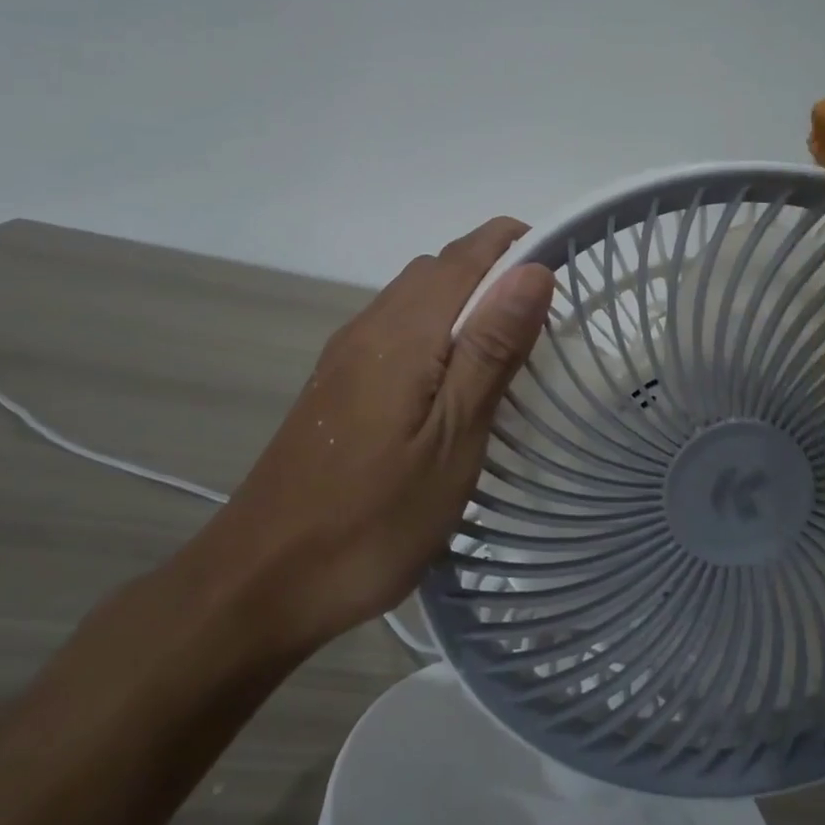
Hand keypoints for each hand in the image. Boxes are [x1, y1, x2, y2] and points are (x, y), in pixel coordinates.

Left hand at [190, 217, 554, 658]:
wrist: (261, 581)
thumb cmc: (372, 518)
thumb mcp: (453, 438)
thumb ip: (492, 349)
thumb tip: (533, 269)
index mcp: (404, 331)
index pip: (467, 255)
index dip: (516, 243)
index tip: (563, 263)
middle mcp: (371, 326)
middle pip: (439, 268)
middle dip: (495, 270)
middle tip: (544, 318)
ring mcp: (347, 356)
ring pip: (414, 297)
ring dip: (464, 300)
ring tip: (507, 348)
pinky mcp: (336, 385)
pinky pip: (396, 329)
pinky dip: (436, 329)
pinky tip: (450, 382)